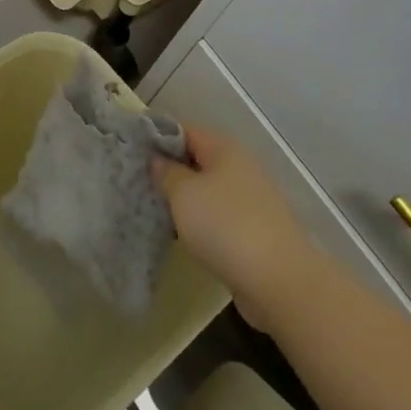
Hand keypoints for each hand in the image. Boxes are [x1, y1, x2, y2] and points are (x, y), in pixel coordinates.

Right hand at [154, 124, 314, 330]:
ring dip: (184, 197)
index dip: (157, 137)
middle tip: (137, 181)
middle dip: (169, 169)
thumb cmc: (224, 225)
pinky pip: (219, 215)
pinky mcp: (255, 229)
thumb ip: (166, 172)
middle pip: (198, 159)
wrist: (278, 279)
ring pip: (208, 189)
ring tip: (154, 207)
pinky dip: (200, 220)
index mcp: (224, 148)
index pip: (185, 130)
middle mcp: (241, 167)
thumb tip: (158, 159)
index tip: (131, 151)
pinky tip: (181, 233)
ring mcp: (251, 199)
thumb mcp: (183, 193)